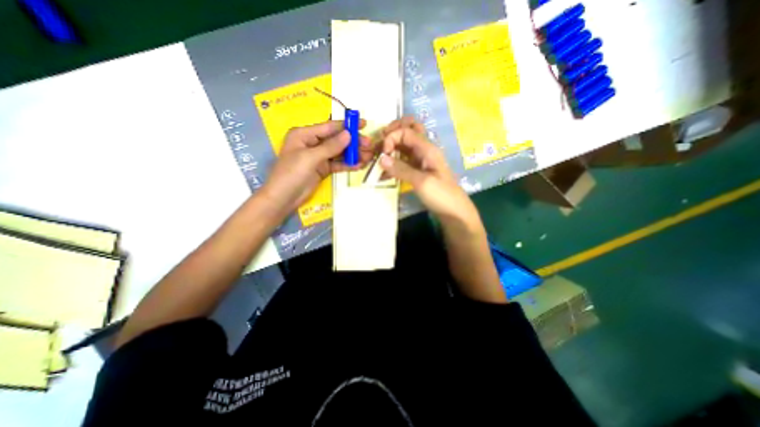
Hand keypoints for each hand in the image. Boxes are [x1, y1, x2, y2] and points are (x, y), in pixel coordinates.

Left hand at [260, 119, 374, 216]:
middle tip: (369, 146)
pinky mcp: (323, 169)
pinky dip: (348, 164)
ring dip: (353, 154)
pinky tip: (359, 165)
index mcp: (305, 134)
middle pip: (337, 140)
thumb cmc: (292, 173)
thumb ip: (331, 147)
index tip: (364, 124)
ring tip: (368, 157)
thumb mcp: (310, 158)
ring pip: (339, 152)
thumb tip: (349, 134)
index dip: (347, 125)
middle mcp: (313, 143)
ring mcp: (319, 157)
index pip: (329, 127)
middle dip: (353, 142)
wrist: (284, 198)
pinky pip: (338, 164)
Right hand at [381, 116, 480, 226]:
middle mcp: (424, 150)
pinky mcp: (418, 170)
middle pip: (408, 130)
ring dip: (391, 148)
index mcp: (427, 148)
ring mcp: (421, 160)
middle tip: (380, 145)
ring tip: (379, 159)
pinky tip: (384, 173)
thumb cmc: (441, 195)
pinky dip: (393, 163)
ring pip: (404, 146)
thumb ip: (401, 169)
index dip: (392, 137)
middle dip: (392, 133)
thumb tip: (381, 158)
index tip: (383, 153)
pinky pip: (403, 161)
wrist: (454, 211)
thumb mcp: (421, 182)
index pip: (406, 131)